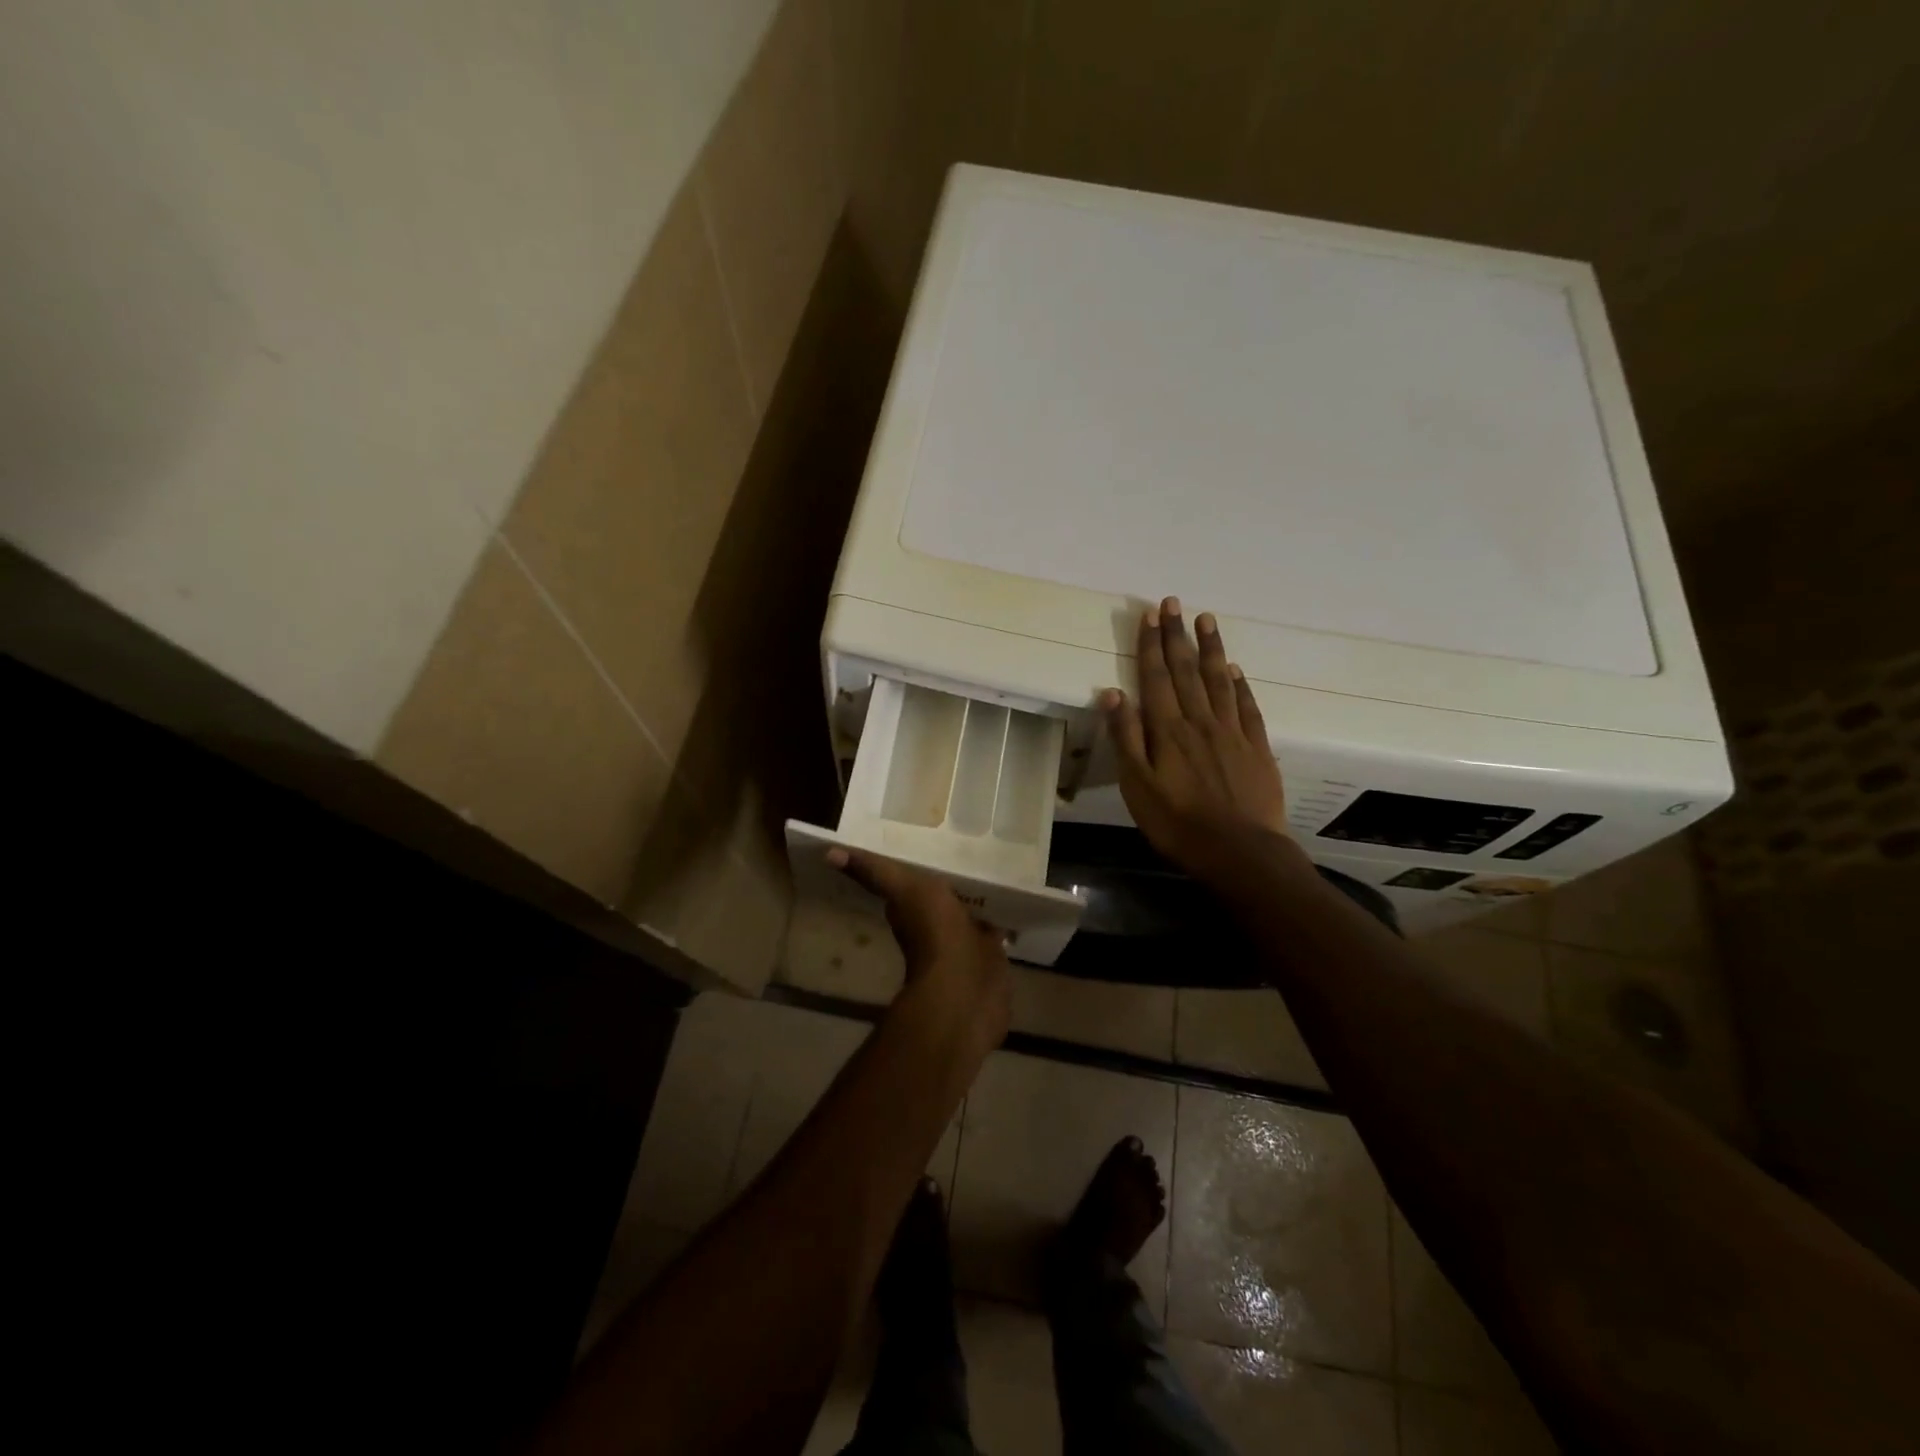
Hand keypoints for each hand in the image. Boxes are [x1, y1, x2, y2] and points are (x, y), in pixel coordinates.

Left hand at [828, 848, 1011, 1055]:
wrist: (967, 989)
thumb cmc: (934, 935)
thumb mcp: (905, 890)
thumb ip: (874, 872)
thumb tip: (828, 854)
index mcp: (915, 907)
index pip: (915, 878)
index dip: (921, 861)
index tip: (933, 833)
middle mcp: (939, 923)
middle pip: (946, 892)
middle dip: (955, 875)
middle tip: (971, 843)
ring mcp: (967, 940)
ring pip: (972, 909)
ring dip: (979, 894)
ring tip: (995, 864)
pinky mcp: (992, 952)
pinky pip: (997, 925)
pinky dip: (1002, 914)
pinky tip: (1013, 896)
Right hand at [1102, 598, 1302, 884]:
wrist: (1240, 851)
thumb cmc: (1178, 823)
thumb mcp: (1138, 786)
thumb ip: (1126, 738)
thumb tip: (1113, 692)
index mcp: (1167, 730)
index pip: (1155, 677)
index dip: (1151, 644)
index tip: (1150, 614)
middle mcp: (1200, 721)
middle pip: (1186, 670)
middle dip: (1177, 635)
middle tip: (1174, 602)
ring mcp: (1232, 732)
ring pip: (1219, 680)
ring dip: (1211, 648)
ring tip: (1206, 619)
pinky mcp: (1257, 748)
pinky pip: (1247, 706)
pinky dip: (1240, 684)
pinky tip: (1236, 669)